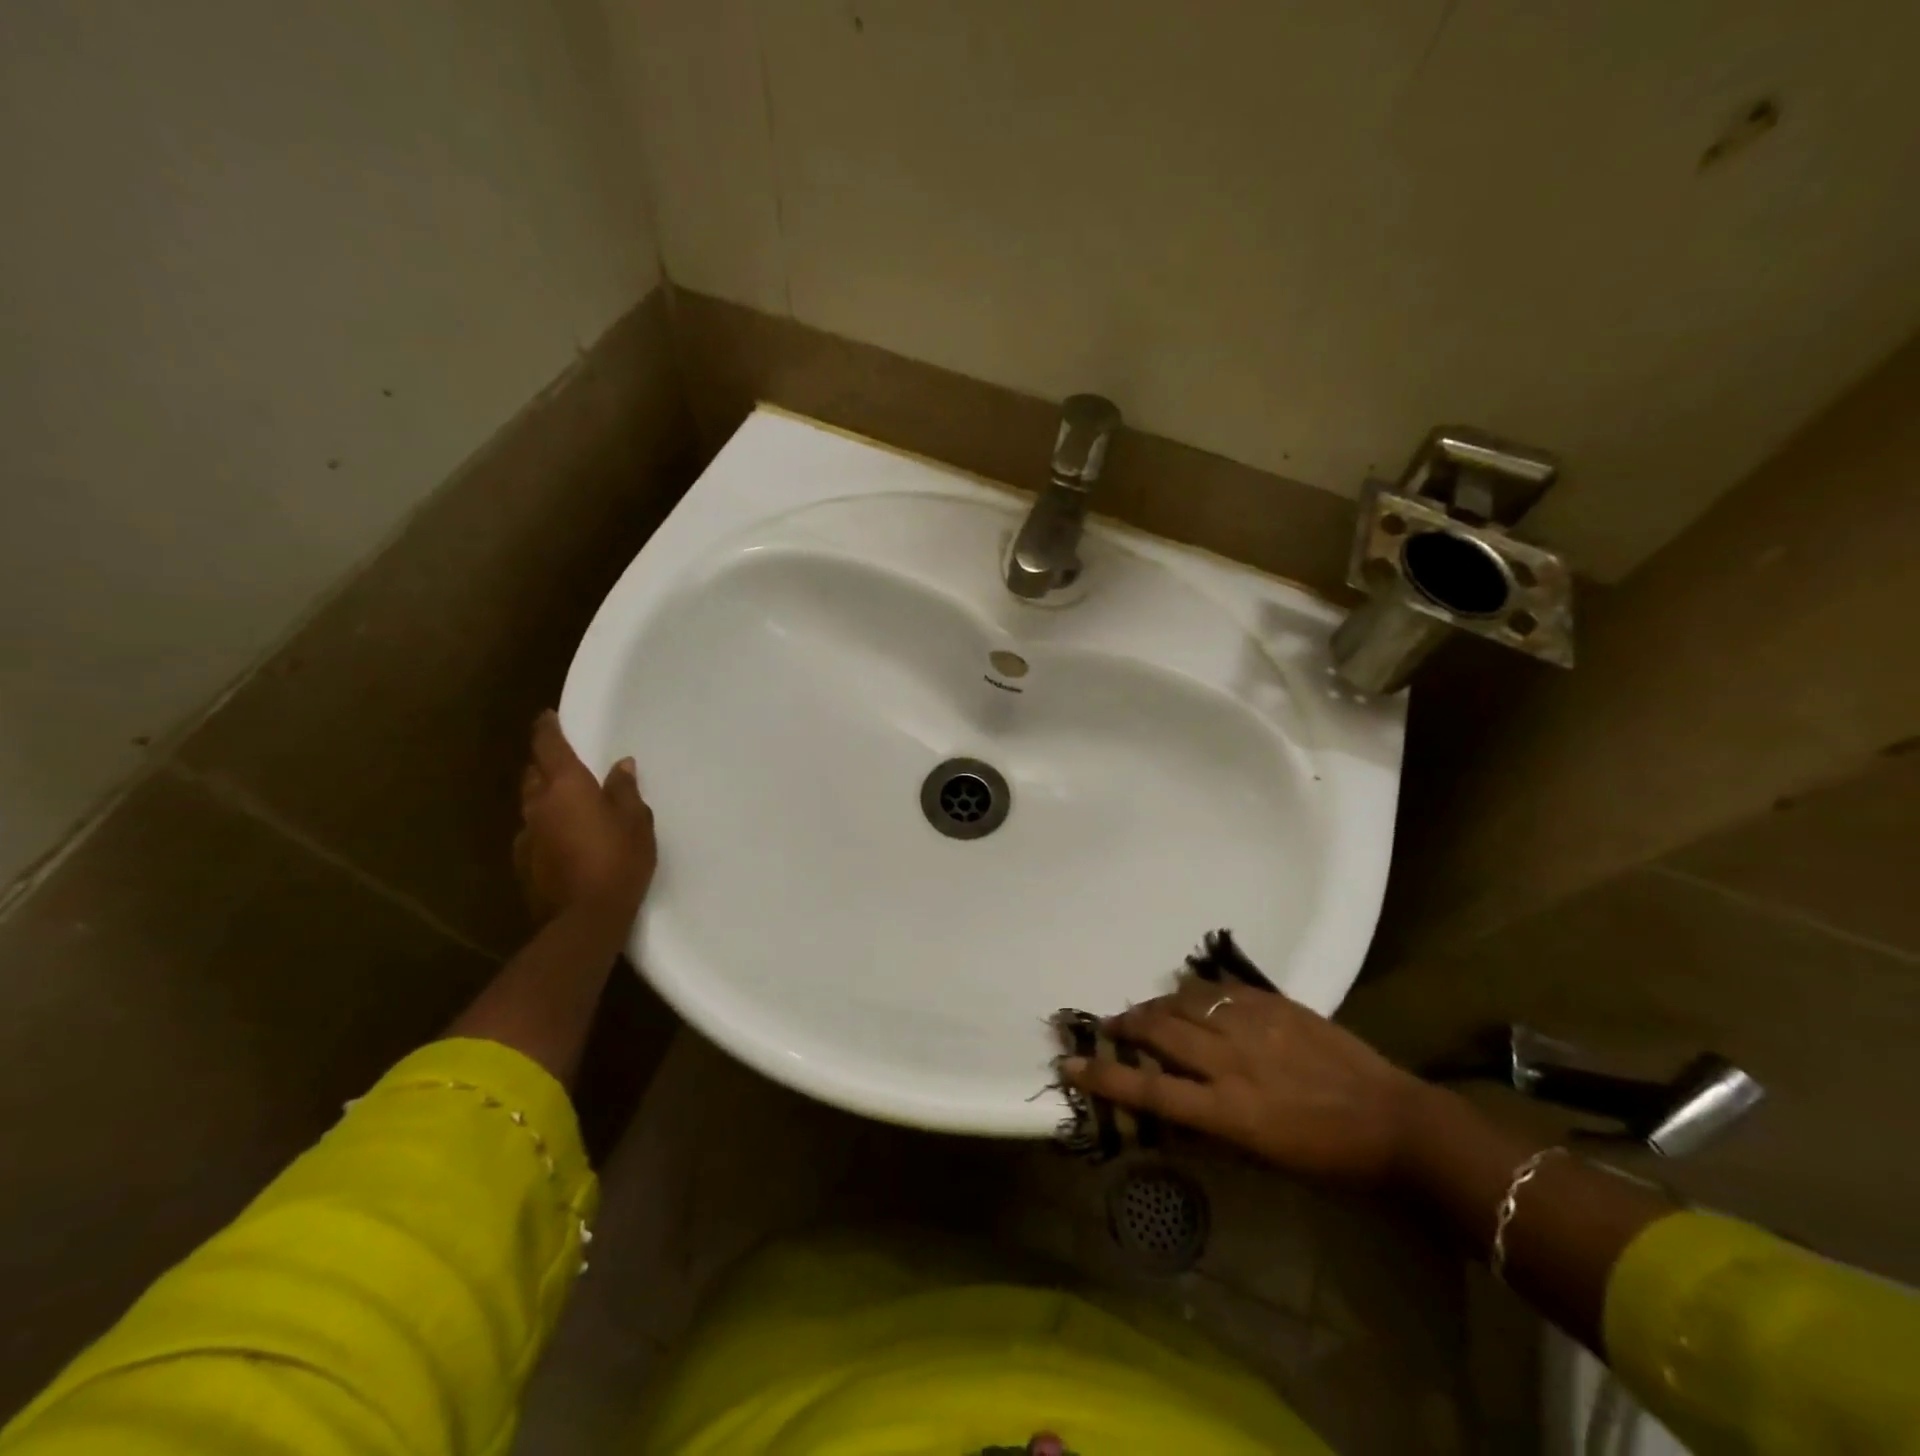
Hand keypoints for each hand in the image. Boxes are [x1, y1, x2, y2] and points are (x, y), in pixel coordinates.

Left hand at [513, 711, 655, 927]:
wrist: (584, 918)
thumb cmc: (618, 860)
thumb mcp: (636, 821)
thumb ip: (625, 790)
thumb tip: (620, 765)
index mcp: (566, 786)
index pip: (549, 747)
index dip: (547, 729)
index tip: (547, 716)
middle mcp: (538, 805)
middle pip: (533, 774)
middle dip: (545, 764)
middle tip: (564, 762)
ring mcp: (527, 836)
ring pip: (531, 804)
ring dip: (544, 797)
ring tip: (566, 802)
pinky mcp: (524, 864)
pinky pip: (533, 833)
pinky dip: (545, 826)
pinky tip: (562, 839)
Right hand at [1063, 979, 1430, 1186]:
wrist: (1393, 1122)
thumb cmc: (1326, 1157)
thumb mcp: (1261, 1158)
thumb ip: (1210, 1127)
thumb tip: (1168, 1105)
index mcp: (1228, 1111)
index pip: (1149, 1092)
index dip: (1104, 1078)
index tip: (1070, 1063)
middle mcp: (1231, 1062)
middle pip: (1159, 1033)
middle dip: (1126, 1026)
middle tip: (1110, 1026)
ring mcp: (1253, 1027)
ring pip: (1185, 1003)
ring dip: (1157, 1005)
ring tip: (1146, 1010)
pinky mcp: (1275, 1004)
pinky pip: (1221, 989)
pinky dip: (1197, 991)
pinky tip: (1190, 994)